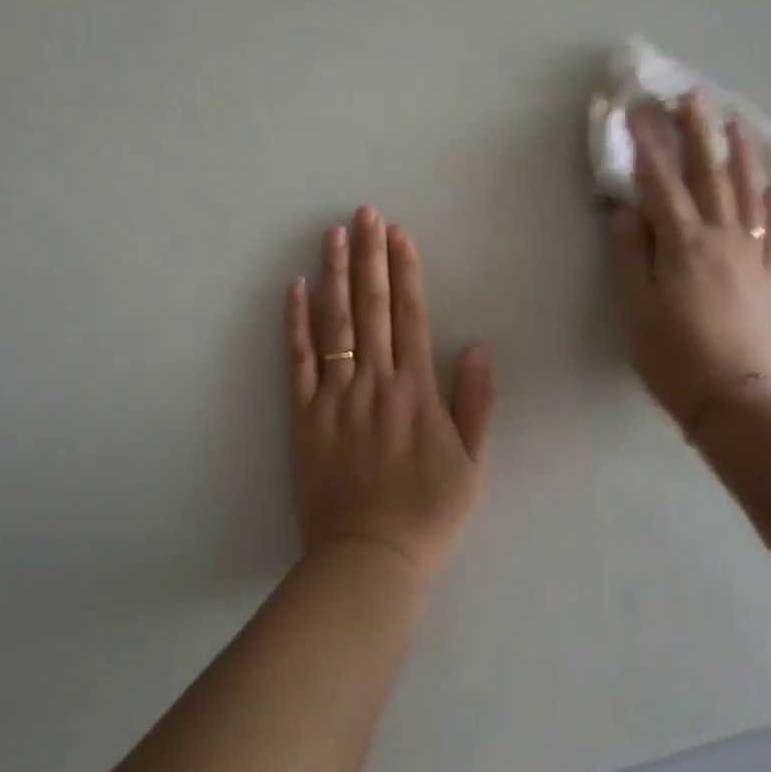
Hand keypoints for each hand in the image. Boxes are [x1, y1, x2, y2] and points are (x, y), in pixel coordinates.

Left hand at [285, 207, 494, 576]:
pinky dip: (295, 324)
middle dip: (370, 257)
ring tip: (332, 235)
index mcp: (416, 392)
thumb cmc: (428, 512)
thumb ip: (475, 403)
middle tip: (364, 214)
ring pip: (334, 325)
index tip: (399, 235)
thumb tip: (476, 346)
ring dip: (334, 276)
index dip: (405, 272)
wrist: (369, 557)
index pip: (411, 316)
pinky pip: (297, 362)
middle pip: (371, 308)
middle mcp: (375, 383)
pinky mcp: (303, 416)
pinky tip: (295, 288)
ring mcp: (335, 397)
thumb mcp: (470, 464)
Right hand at [610, 94, 770, 431]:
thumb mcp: (634, 304)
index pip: (661, 182)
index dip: (647, 145)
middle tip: (692, 97)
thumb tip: (624, 208)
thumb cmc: (671, 352)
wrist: (732, 396)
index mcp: (683, 242)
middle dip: (698, 133)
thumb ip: (629, 252)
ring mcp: (750, 255)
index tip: (636, 111)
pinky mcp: (768, 276)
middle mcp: (721, 237)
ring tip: (738, 123)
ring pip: (748, 193)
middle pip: (709, 175)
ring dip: (742, 154)